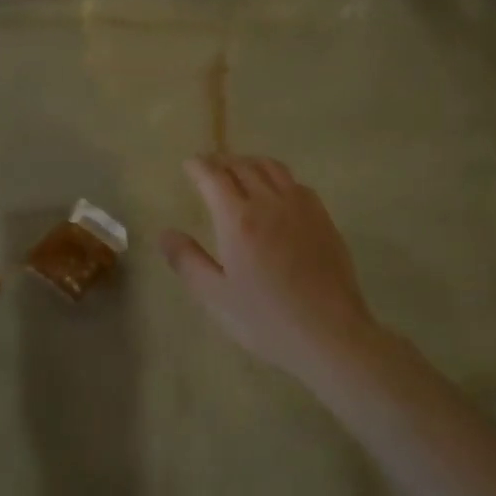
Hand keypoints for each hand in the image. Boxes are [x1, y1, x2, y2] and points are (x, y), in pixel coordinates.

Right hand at [160, 154, 382, 385]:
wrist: (330, 334)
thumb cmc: (265, 319)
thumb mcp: (215, 296)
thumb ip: (187, 260)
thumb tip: (165, 233)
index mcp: (238, 219)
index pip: (213, 177)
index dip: (198, 166)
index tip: (189, 164)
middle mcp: (269, 203)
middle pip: (242, 166)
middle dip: (222, 161)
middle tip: (209, 166)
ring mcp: (301, 208)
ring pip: (272, 168)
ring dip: (250, 162)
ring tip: (239, 169)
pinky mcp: (323, 218)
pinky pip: (296, 183)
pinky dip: (277, 176)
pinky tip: (276, 191)